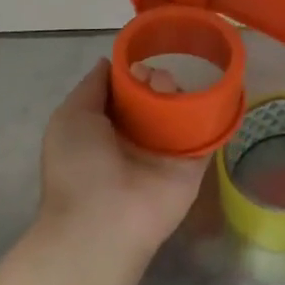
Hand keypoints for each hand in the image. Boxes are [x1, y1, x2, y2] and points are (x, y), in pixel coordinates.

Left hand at [36, 60, 207, 271]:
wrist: (103, 222)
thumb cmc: (79, 167)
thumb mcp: (71, 117)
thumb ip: (92, 87)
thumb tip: (109, 62)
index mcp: (107, 129)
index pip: (127, 93)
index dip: (133, 73)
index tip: (138, 62)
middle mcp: (138, 139)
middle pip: (157, 97)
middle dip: (157, 79)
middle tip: (155, 80)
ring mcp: (167, 152)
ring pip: (182, 110)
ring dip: (179, 92)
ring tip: (171, 91)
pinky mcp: (194, 164)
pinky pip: (207, 133)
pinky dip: (213, 113)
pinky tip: (212, 93)